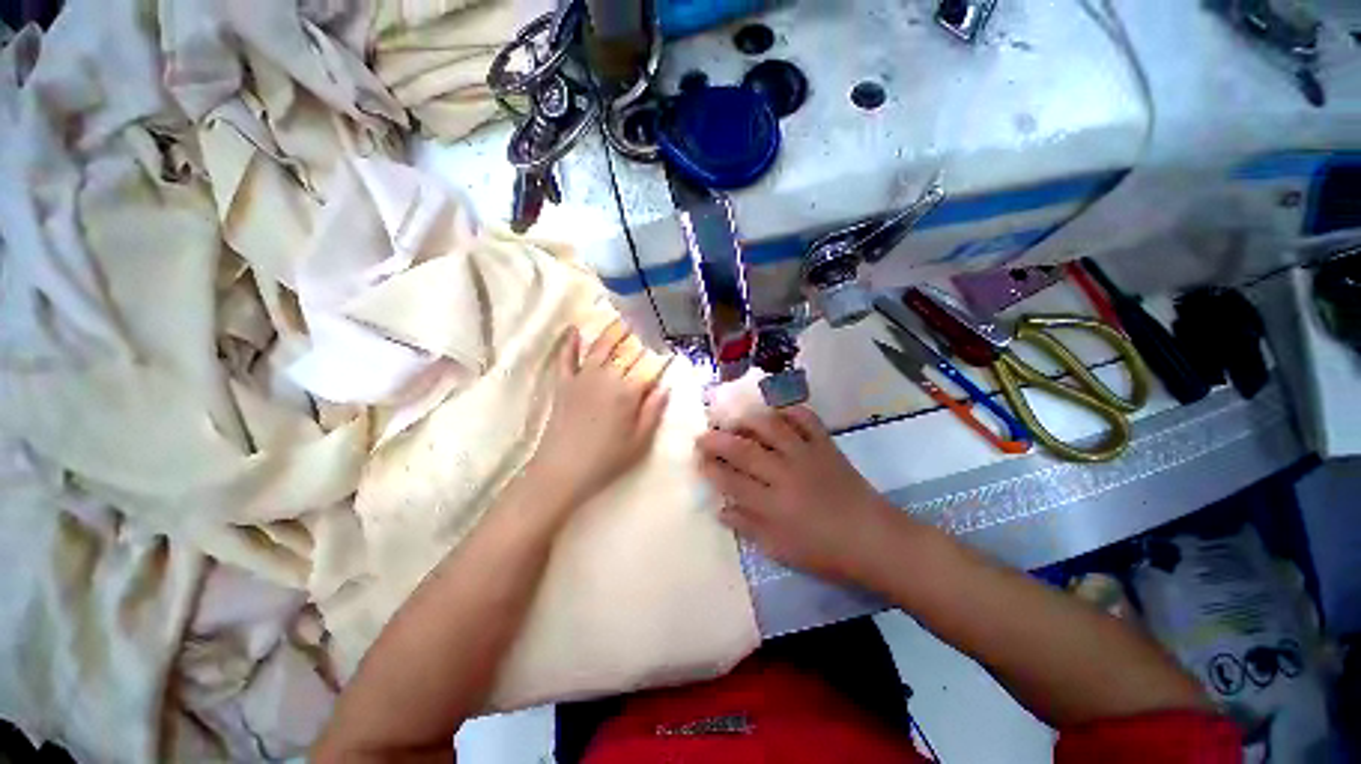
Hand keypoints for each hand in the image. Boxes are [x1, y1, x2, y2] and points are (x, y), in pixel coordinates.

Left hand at [530, 320, 669, 509]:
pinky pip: (566, 358)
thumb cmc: (606, 459)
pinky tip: (575, 329)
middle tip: (646, 325)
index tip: (669, 350)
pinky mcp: (563, 384)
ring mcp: (582, 378)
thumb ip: (653, 411)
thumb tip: (666, 387)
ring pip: (599, 348)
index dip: (660, 359)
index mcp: (628, 392)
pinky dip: (570, 343)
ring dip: (611, 332)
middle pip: (625, 352)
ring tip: (621, 319)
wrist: (561, 470)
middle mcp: (606, 377)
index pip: (648, 369)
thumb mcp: (639, 441)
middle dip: (637, 338)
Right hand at [696, 406, 891, 582]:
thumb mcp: (780, 549)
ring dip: (747, 420)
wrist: (874, 540)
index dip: (710, 468)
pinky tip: (777, 413)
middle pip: (743, 450)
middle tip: (702, 435)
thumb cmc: (825, 551)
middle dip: (717, 440)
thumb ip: (747, 526)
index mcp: (773, 504)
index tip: (697, 460)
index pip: (730, 480)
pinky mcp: (826, 445)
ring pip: (770, 427)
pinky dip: (790, 411)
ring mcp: (806, 455)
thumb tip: (720, 508)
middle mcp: (785, 474)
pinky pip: (806, 419)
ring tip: (734, 420)